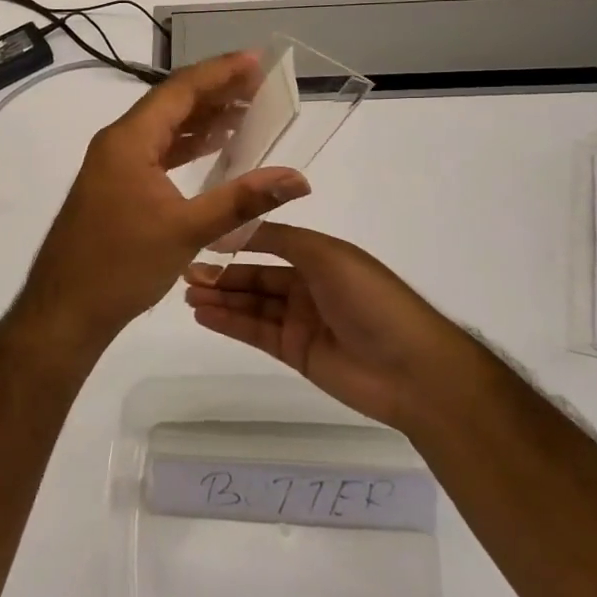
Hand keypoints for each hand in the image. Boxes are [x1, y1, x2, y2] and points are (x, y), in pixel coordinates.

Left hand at [17, 53, 309, 348]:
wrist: (65, 309)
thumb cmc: (121, 266)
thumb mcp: (187, 230)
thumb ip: (243, 200)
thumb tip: (297, 178)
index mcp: (129, 140)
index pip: (180, 90)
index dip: (220, 72)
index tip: (256, 60)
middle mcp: (118, 142)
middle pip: (171, 103)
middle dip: (216, 91)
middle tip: (259, 83)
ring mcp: (114, 164)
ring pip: (164, 128)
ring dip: (202, 118)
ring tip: (246, 109)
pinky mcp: (116, 185)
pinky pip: (156, 151)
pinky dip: (186, 146)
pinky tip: (213, 147)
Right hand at [184, 224, 458, 430]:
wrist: (411, 370)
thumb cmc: (371, 300)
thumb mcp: (327, 255)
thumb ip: (279, 240)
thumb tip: (235, 226)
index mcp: (320, 256)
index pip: (269, 243)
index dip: (237, 242)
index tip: (202, 239)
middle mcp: (308, 286)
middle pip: (256, 277)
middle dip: (223, 274)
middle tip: (185, 272)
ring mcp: (301, 321)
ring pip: (252, 305)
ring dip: (221, 298)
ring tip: (187, 293)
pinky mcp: (296, 353)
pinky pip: (257, 333)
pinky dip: (230, 322)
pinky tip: (204, 314)